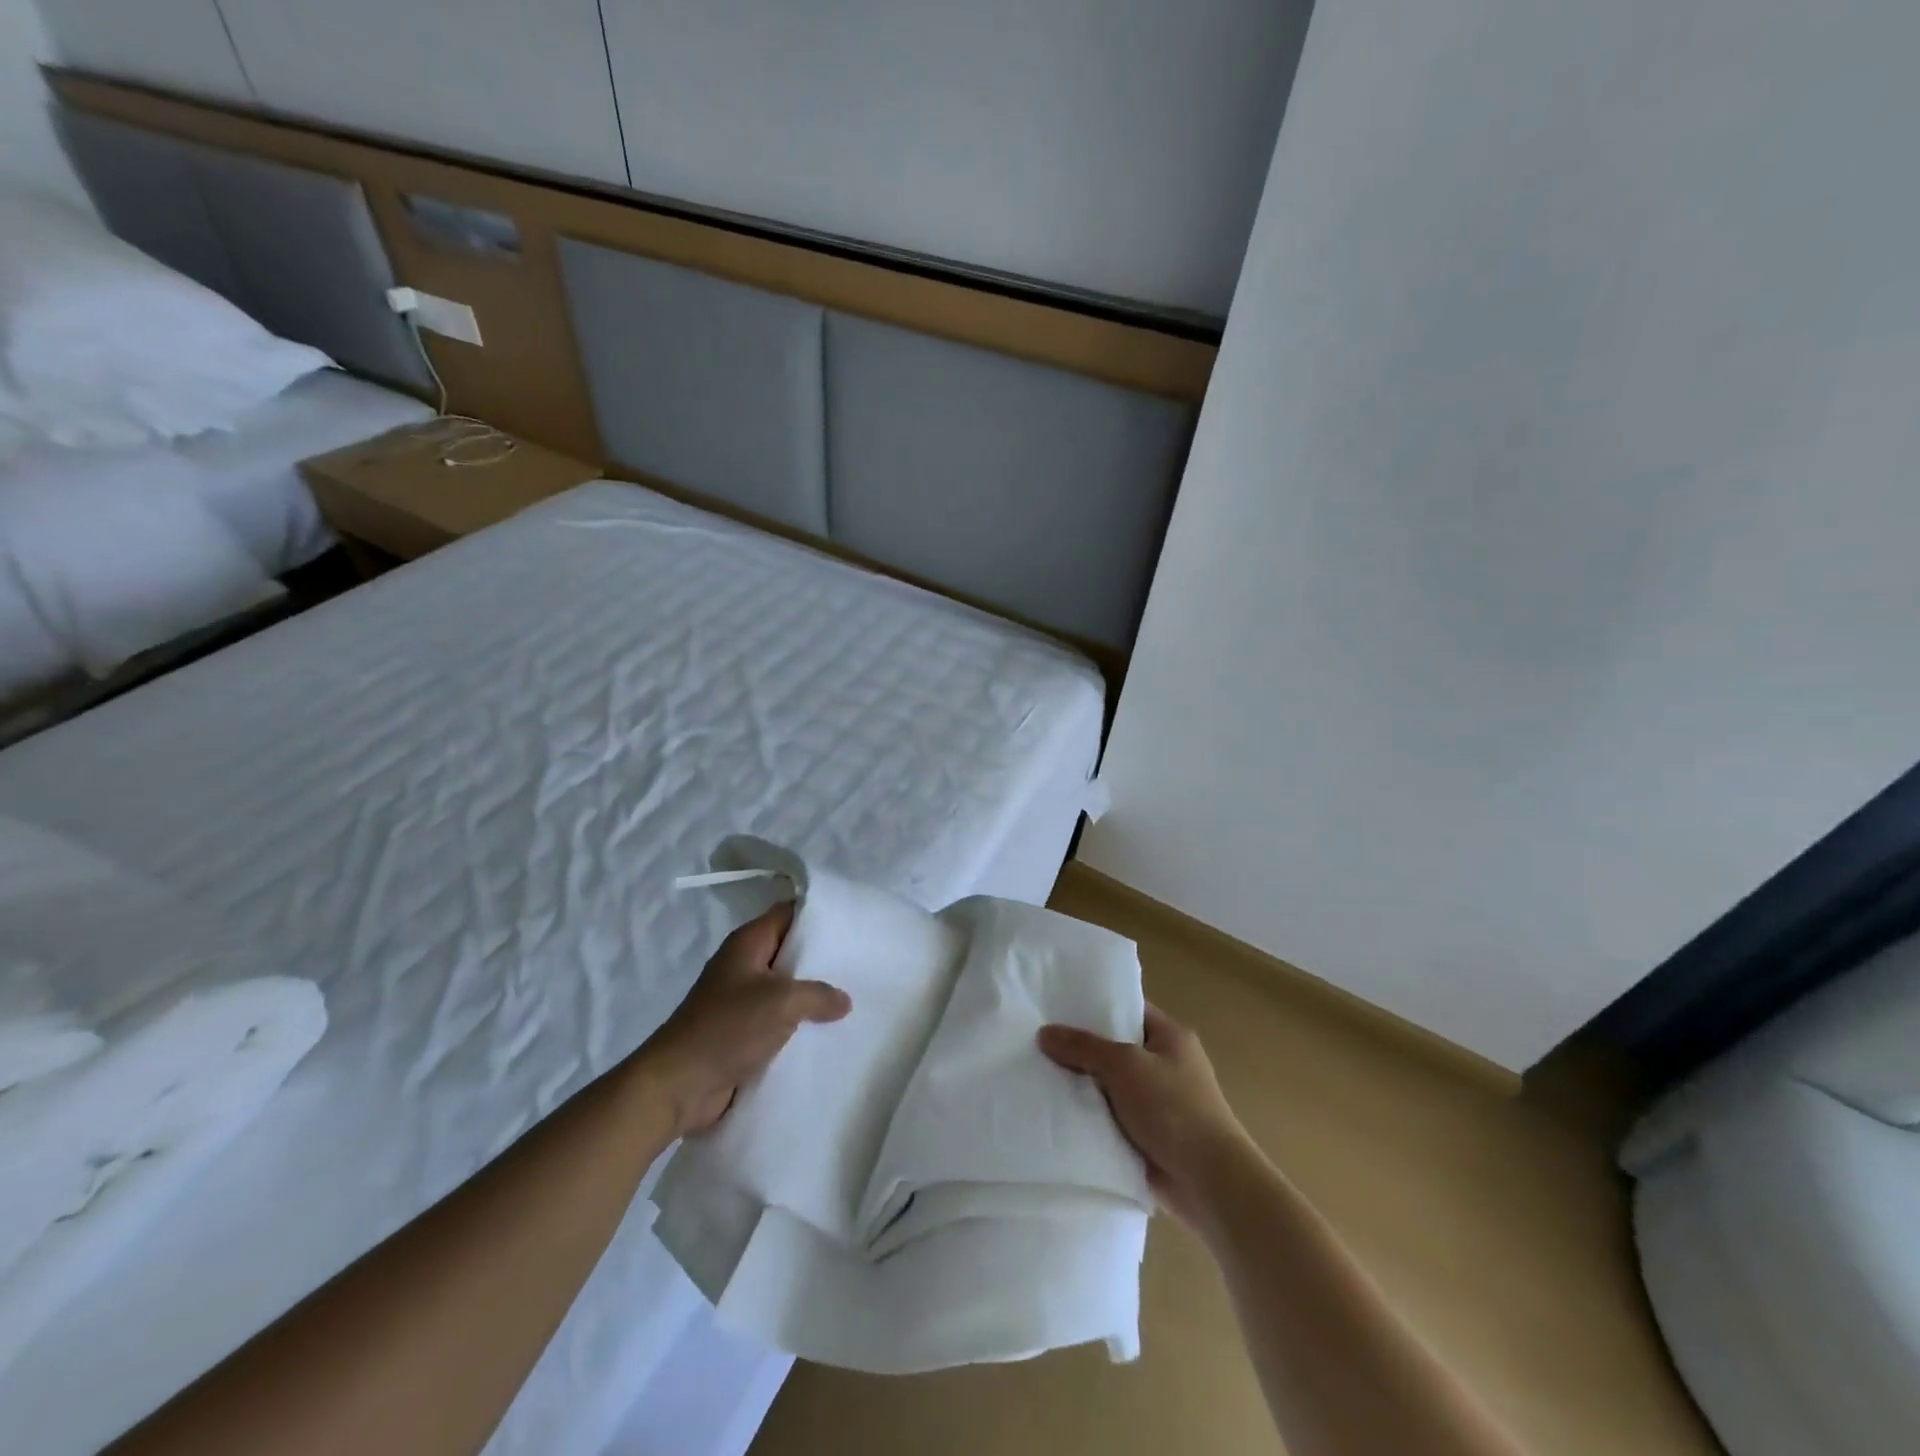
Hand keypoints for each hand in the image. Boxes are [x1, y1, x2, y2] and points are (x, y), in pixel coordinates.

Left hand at [640, 903, 850, 1136]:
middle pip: (790, 950)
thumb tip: (844, 1000)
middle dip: (822, 957)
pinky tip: (830, 1030)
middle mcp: (744, 965)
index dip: (819, 914)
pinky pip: (779, 1020)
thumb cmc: (728, 1028)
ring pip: (787, 988)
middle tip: (861, 961)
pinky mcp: (742, 1032)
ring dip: (813, 996)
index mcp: (748, 943)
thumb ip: (819, 994)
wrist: (679, 1086)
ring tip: (854, 996)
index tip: (851, 921)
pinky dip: (800, 1024)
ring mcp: (742, 1000)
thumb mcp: (782, 1001)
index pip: (789, 912)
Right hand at [1039, 1004, 1258, 1229]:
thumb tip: (1044, 1033)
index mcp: (1171, 1037)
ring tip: (1037, 1075)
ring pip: (1111, 1086)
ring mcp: (1159, 1103)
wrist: (1210, 1183)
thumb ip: (1084, 1047)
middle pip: (1116, 1048)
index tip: (1056, 1006)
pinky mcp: (1149, 1137)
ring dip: (1084, 1087)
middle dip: (1082, 1049)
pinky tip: (1057, 1113)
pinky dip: (1091, 1118)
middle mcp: (1166, 1065)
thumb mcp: (1124, 1066)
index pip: (1129, 1009)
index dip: (1095, 1006)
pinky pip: (1112, 1118)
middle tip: (1037, 1041)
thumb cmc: (1173, 1109)